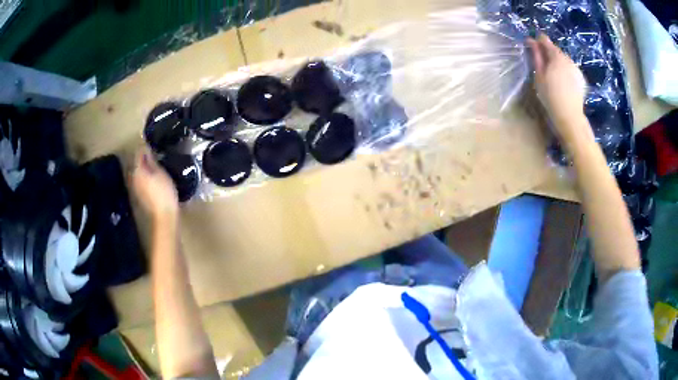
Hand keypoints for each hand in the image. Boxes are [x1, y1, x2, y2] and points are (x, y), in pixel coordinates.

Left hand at [131, 149, 178, 224]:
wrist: (163, 216)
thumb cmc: (164, 192)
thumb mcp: (160, 173)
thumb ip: (151, 160)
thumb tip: (146, 149)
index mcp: (137, 170)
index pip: (138, 153)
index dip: (145, 148)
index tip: (153, 145)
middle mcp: (132, 177)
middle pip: (136, 163)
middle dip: (143, 158)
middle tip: (154, 155)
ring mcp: (134, 187)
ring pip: (137, 172)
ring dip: (144, 167)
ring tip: (154, 165)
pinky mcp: (139, 195)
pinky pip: (139, 180)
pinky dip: (144, 176)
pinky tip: (152, 178)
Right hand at [528, 34, 592, 145]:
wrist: (570, 117)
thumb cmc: (551, 97)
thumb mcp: (539, 76)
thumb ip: (536, 56)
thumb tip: (531, 40)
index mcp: (556, 56)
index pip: (545, 40)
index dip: (538, 41)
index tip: (532, 46)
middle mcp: (568, 59)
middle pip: (556, 50)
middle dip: (549, 54)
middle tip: (542, 65)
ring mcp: (576, 68)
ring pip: (564, 60)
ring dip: (557, 62)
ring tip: (553, 75)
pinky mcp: (581, 78)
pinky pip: (570, 69)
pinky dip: (565, 71)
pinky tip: (563, 82)